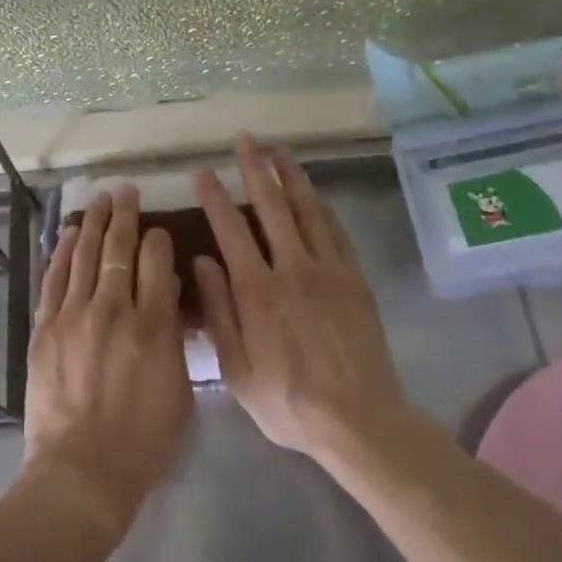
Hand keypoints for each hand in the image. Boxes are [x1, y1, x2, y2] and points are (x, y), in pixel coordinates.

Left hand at [23, 185, 191, 533]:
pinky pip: (56, 279)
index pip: (157, 263)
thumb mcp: (179, 392)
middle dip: (125, 216)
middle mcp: (114, 310)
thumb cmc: (142, 441)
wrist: (81, 471)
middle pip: (120, 249)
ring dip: (95, 223)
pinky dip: (64, 252)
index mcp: (153, 327)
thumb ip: (175, 337)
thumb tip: (167, 293)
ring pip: (86, 255)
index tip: (158, 230)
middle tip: (126, 190)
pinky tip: (72, 232)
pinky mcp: (46, 328)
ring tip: (101, 199)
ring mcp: (75, 316)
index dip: (158, 240)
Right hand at [193, 135, 409, 460]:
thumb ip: (218, 311)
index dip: (214, 197)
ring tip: (280, 150)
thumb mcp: (236, 369)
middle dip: (255, 169)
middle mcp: (292, 269)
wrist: (360, 422)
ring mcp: (329, 271)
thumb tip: (201, 262)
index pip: (230, 230)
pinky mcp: (356, 280)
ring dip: (292, 177)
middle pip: (271, 207)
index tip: (203, 170)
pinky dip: (322, 207)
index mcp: (257, 291)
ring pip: (307, 211)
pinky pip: (337, 233)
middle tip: (245, 139)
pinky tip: (315, 194)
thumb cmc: (288, 402)